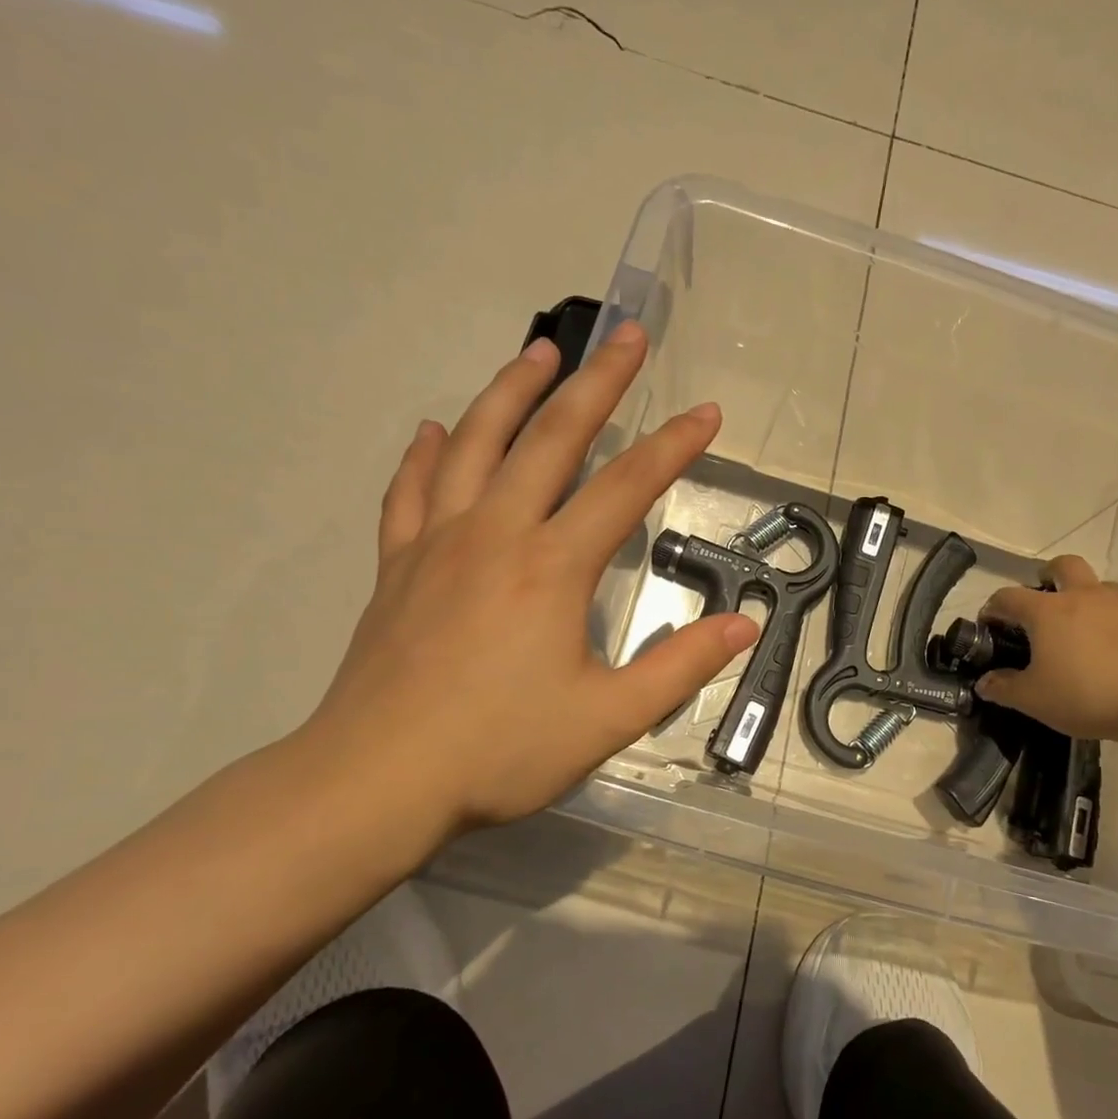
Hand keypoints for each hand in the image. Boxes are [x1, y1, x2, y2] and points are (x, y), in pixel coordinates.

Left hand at [300, 321, 759, 842]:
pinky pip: (411, 492)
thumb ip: (680, 667)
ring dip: (511, 391)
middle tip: (626, 335)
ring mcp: (437, 544)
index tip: (707, 412)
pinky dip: (427, 454)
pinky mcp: (397, 567)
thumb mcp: (608, 718)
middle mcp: (495, 535)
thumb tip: (743, 626)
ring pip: (476, 445)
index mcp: (551, 568)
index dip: (673, 446)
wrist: (374, 783)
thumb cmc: (499, 751)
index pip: (627, 487)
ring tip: (540, 351)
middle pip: (551, 439)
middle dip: (597, 383)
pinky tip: (436, 431)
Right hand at [975, 556, 1117, 745]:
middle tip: (1042, 600)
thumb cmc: (1087, 695)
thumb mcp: (1034, 700)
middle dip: (1047, 575)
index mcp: (1047, 611)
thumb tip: (984, 683)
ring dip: (1084, 594)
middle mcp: (1082, 596)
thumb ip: (1004, 689)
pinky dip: (1112, 616)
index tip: (989, 622)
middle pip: (1062, 566)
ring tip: (1081, 625)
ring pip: (1097, 583)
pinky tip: (1112, 644)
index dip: (994, 607)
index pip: (1009, 597)